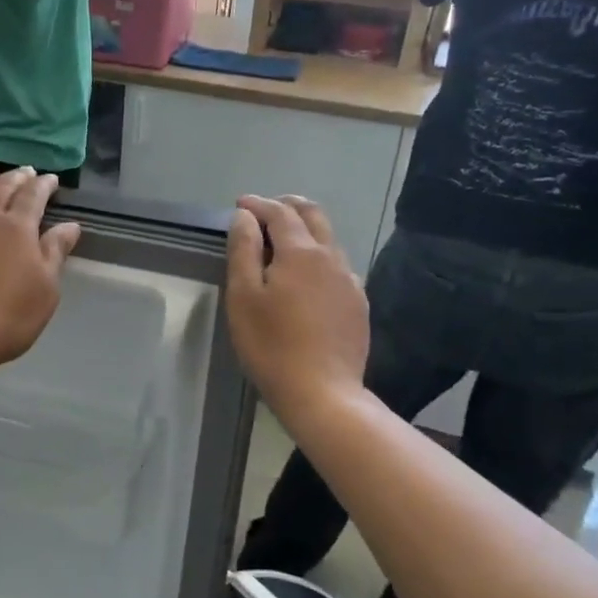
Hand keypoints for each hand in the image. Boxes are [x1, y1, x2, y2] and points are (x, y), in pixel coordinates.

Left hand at [0, 166, 80, 367]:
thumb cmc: (8, 316)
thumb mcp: (46, 288)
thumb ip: (55, 252)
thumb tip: (70, 225)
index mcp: (17, 227)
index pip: (33, 196)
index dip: (44, 185)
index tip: (51, 179)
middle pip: (0, 189)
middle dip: (15, 177)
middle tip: (24, 171)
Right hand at [225, 196, 368, 421]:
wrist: (322, 393)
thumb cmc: (271, 345)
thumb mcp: (243, 296)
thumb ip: (243, 250)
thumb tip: (245, 217)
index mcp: (300, 252)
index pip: (279, 213)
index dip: (258, 204)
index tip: (240, 205)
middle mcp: (331, 258)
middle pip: (313, 216)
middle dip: (288, 206)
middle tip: (264, 211)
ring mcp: (350, 281)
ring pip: (329, 240)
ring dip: (305, 230)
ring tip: (282, 241)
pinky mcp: (358, 304)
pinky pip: (338, 266)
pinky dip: (319, 257)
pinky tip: (308, 276)